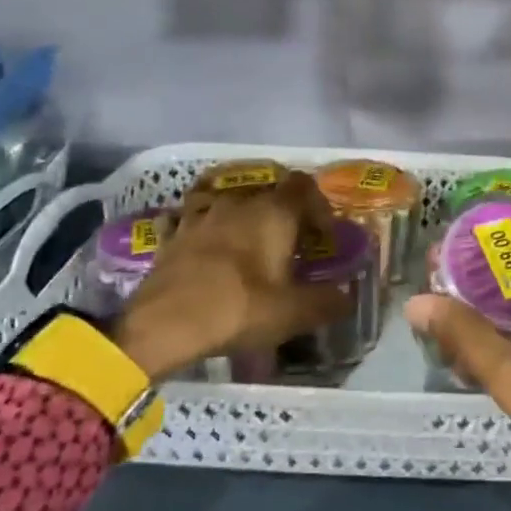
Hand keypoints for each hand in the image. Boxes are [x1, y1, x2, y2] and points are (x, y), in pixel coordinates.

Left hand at [112, 169, 349, 383]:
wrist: (163, 324)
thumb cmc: (238, 309)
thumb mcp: (293, 313)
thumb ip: (328, 302)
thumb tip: (347, 299)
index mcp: (273, 213)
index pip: (304, 186)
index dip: (318, 206)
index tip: (322, 236)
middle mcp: (238, 203)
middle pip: (268, 193)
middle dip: (283, 215)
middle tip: (290, 248)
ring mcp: (201, 215)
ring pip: (229, 202)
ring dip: (242, 218)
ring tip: (247, 247)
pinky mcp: (174, 234)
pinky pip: (194, 219)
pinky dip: (204, 229)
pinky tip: (205, 247)